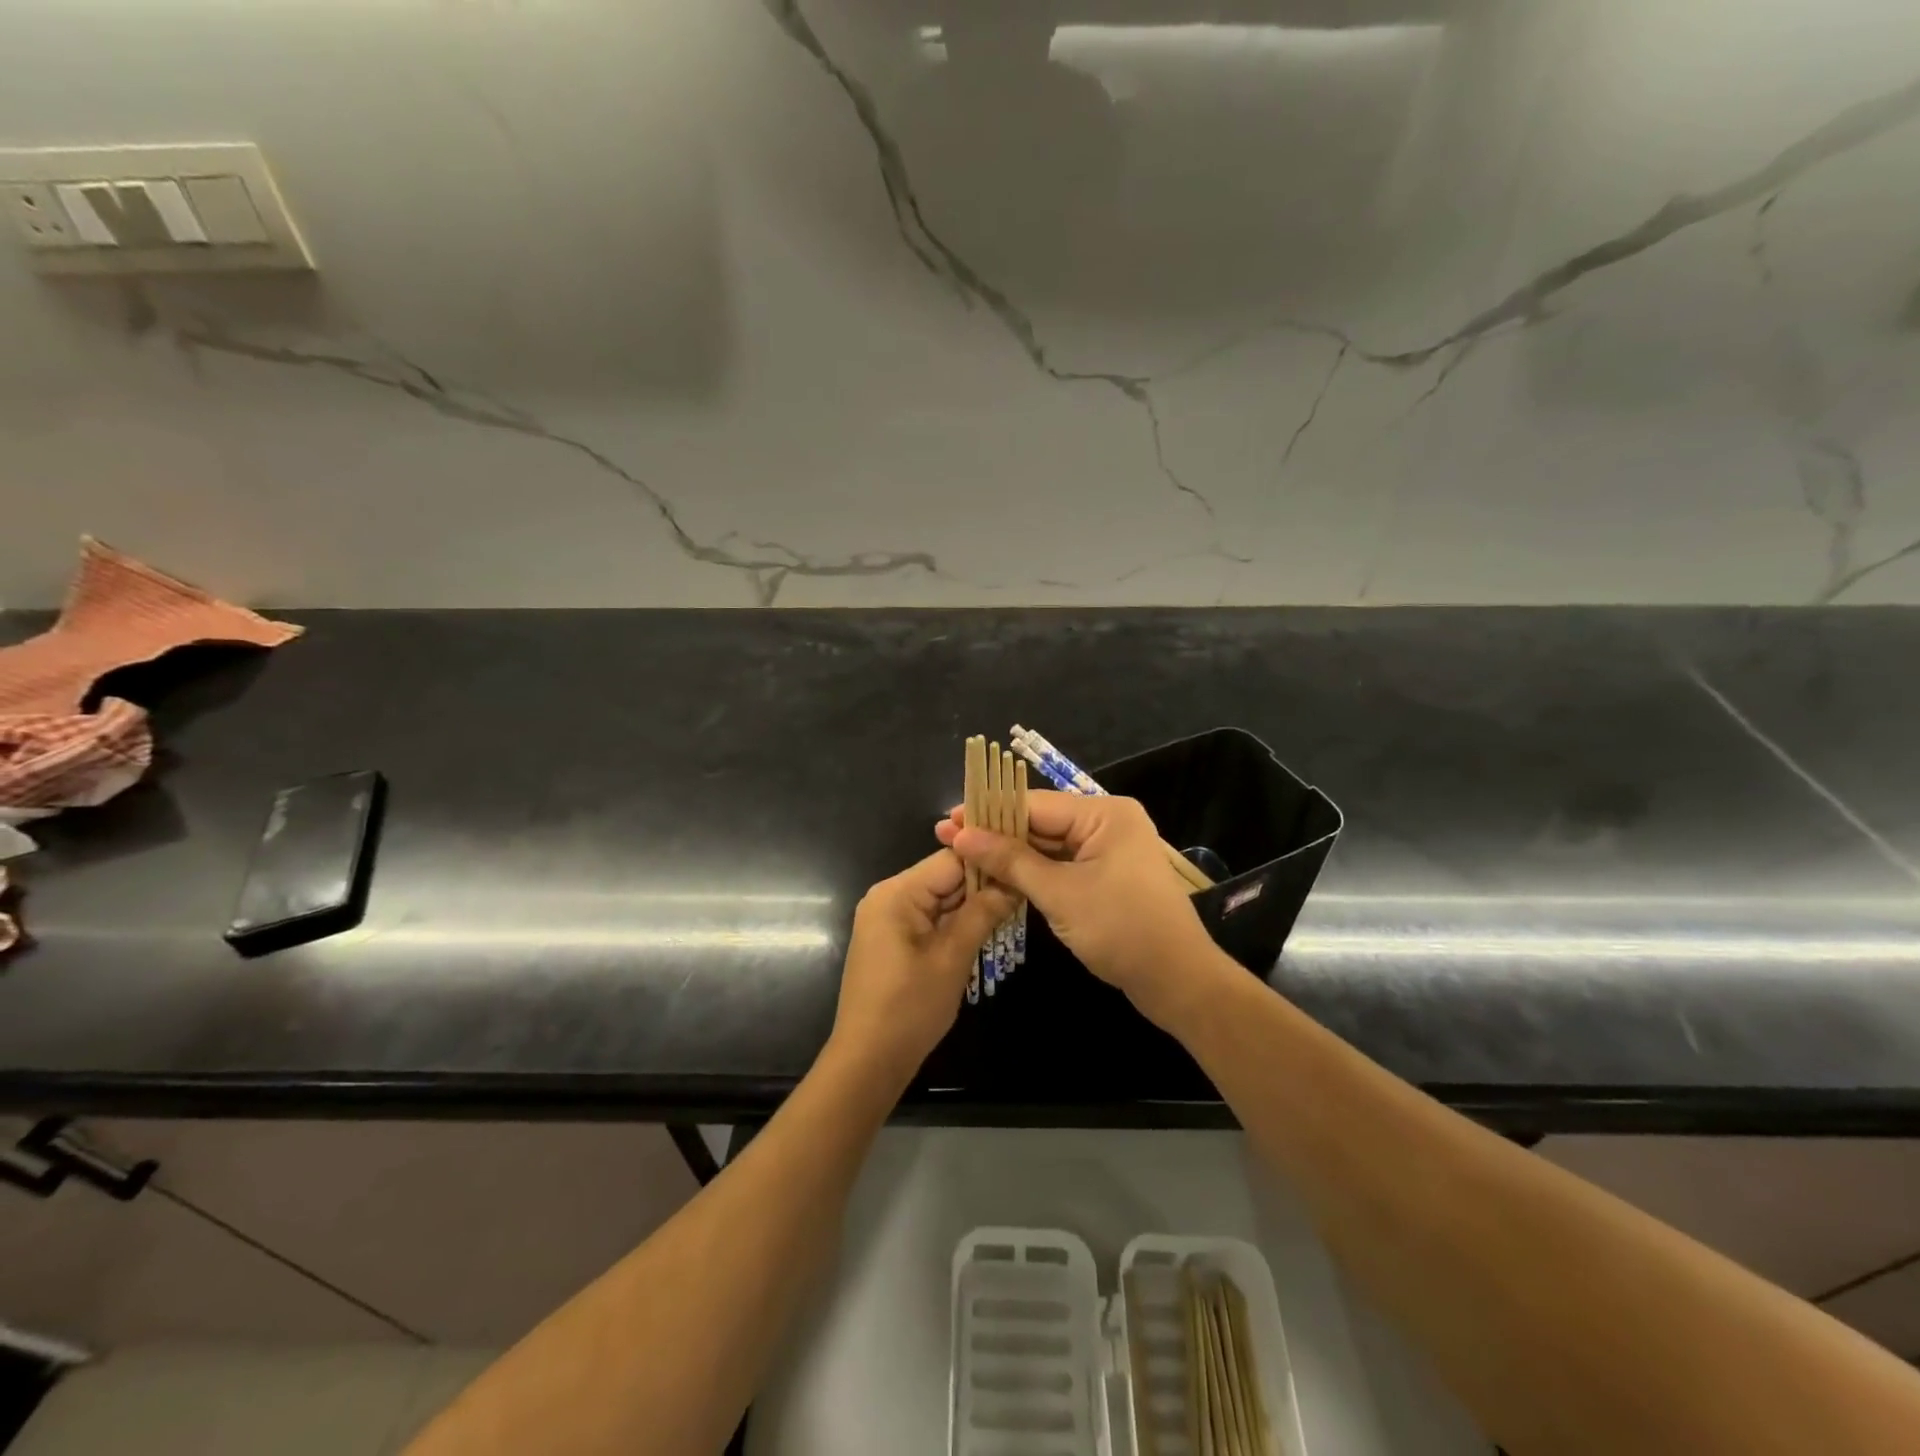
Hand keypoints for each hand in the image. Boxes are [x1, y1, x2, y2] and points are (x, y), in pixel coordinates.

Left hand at [829, 849, 1014, 1088]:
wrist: (868, 1060)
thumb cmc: (910, 1007)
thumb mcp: (952, 957)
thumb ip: (983, 913)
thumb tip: (1014, 881)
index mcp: (897, 892)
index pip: (951, 858)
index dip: (989, 860)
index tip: (1025, 863)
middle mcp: (888, 896)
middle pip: (945, 876)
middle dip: (984, 883)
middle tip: (1027, 886)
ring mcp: (888, 917)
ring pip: (940, 898)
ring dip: (972, 904)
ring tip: (1016, 903)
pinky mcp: (892, 938)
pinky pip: (930, 917)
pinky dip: (956, 921)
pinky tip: (987, 925)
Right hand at [935, 791, 1227, 1028]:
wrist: (1177, 982)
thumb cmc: (1121, 929)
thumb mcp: (1060, 893)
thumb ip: (1010, 861)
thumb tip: (962, 835)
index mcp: (1104, 814)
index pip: (1035, 805)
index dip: (989, 812)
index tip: (947, 820)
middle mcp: (1107, 823)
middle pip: (1040, 822)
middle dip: (996, 833)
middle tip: (946, 838)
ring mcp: (1108, 851)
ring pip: (1048, 846)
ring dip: (1010, 854)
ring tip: (963, 856)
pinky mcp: (1105, 877)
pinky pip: (1061, 865)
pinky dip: (1032, 872)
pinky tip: (997, 875)